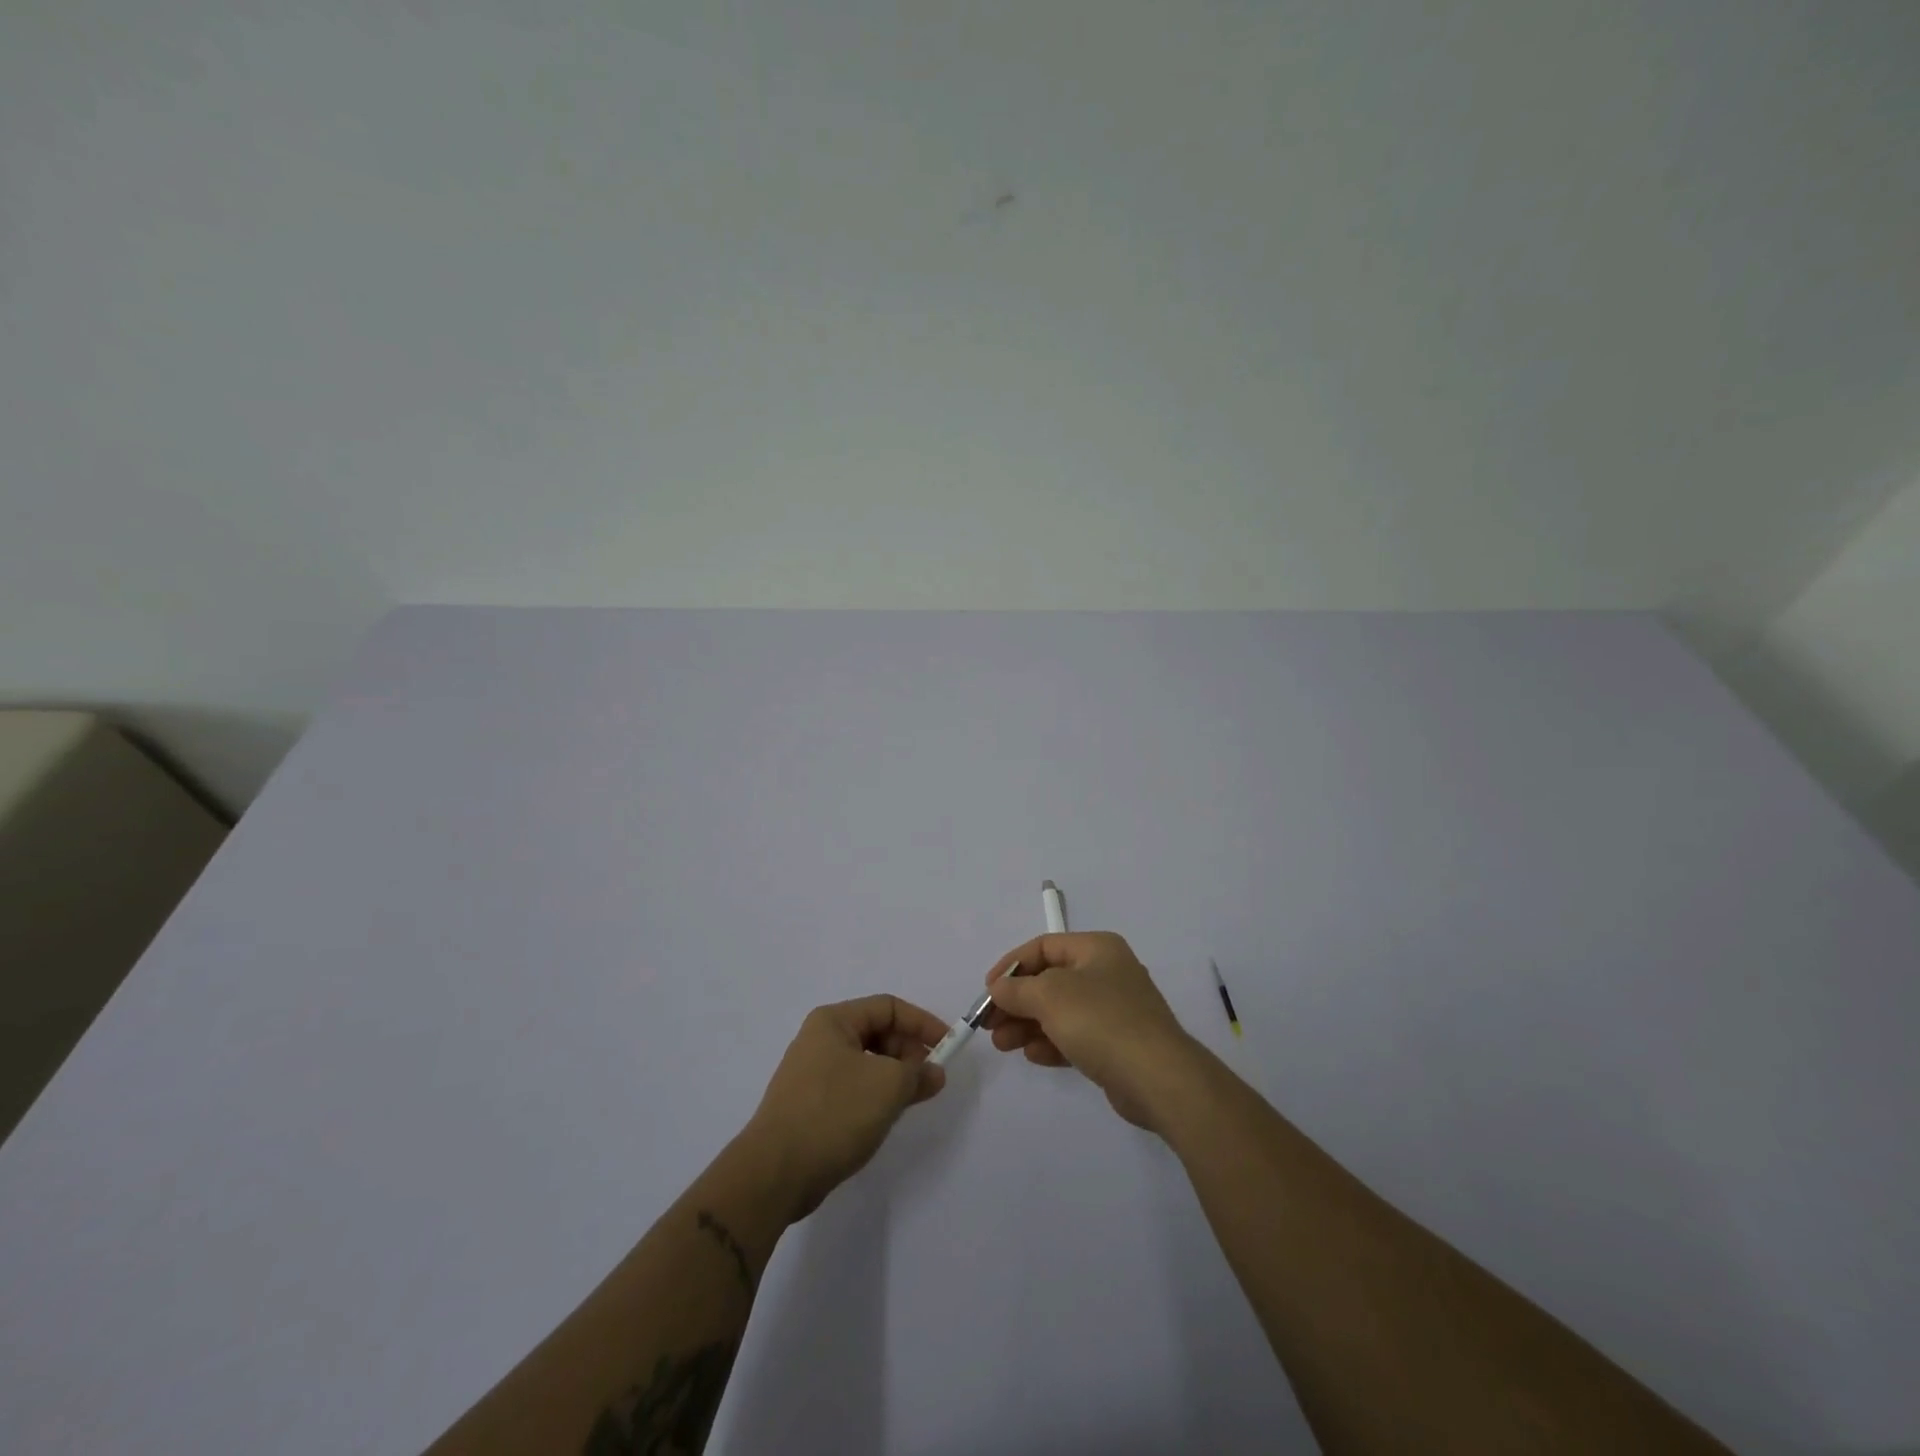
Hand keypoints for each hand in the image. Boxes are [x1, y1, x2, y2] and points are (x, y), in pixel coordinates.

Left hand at [742, 995, 949, 1220]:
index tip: (948, 1046)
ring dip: (894, 1077)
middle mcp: (819, 1039)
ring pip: (866, 1063)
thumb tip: (934, 1073)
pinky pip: (853, 1087)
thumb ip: (918, 1073)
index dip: (922, 1023)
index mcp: (833, 1021)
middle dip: (908, 1052)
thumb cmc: (834, 1113)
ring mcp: (811, 1073)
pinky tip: (885, 1118)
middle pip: (877, 1033)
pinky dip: (875, 1096)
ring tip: (911, 1101)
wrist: (775, 1173)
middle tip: (931, 1079)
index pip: (888, 1007)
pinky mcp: (809, 1105)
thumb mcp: (887, 1087)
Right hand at [985, 932, 1200, 1131]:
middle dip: (1016, 1001)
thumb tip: (998, 988)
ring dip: (1028, 1025)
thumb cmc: (1101, 1021)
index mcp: (1096, 949)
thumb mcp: (1049, 996)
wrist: (1158, 1077)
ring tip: (1002, 1044)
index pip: (1043, 946)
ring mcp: (1114, 1010)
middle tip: (989, 1023)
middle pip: (1049, 980)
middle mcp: (1106, 973)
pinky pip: (1075, 1036)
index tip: (988, 989)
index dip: (1012, 965)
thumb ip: (1017, 990)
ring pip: (1059, 1011)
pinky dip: (1051, 1042)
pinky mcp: (1116, 1045)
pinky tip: (1032, 1056)